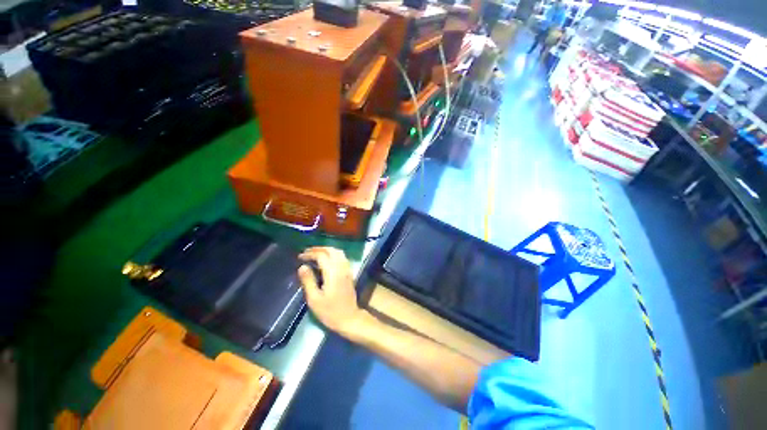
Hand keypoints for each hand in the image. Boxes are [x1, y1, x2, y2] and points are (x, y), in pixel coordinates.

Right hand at [298, 247, 368, 338]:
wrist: (349, 318)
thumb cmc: (330, 311)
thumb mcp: (314, 299)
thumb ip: (308, 281)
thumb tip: (302, 267)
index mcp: (332, 272)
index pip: (321, 255)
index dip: (310, 254)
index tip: (300, 257)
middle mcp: (341, 267)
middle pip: (331, 250)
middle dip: (319, 249)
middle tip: (307, 252)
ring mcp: (347, 269)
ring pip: (338, 252)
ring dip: (327, 250)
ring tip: (315, 254)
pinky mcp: (349, 273)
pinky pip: (342, 257)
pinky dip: (333, 254)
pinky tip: (327, 260)